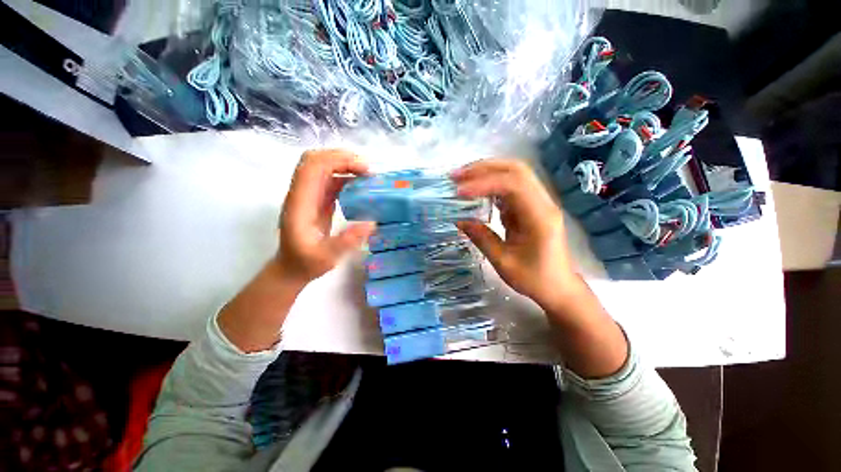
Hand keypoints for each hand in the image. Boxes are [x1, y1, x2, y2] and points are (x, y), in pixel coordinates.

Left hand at [219, 149, 375, 352]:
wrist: (291, 269)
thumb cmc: (306, 264)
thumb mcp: (327, 257)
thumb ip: (347, 241)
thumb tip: (372, 223)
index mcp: (300, 203)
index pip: (313, 167)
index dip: (339, 161)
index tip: (364, 170)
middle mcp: (301, 194)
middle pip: (316, 160)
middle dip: (343, 158)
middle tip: (368, 169)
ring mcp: (308, 195)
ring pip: (323, 167)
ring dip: (345, 165)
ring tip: (367, 175)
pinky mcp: (316, 200)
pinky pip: (330, 180)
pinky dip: (346, 177)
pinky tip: (360, 186)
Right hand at [452, 158, 578, 312]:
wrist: (558, 287)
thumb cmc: (534, 279)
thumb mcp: (503, 262)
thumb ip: (481, 238)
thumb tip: (459, 220)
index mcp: (540, 217)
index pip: (513, 185)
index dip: (484, 184)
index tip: (459, 192)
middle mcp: (543, 203)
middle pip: (516, 170)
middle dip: (484, 168)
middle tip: (457, 176)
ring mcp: (539, 202)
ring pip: (514, 174)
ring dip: (487, 172)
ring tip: (461, 178)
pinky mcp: (531, 206)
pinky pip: (511, 187)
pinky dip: (491, 185)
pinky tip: (475, 191)